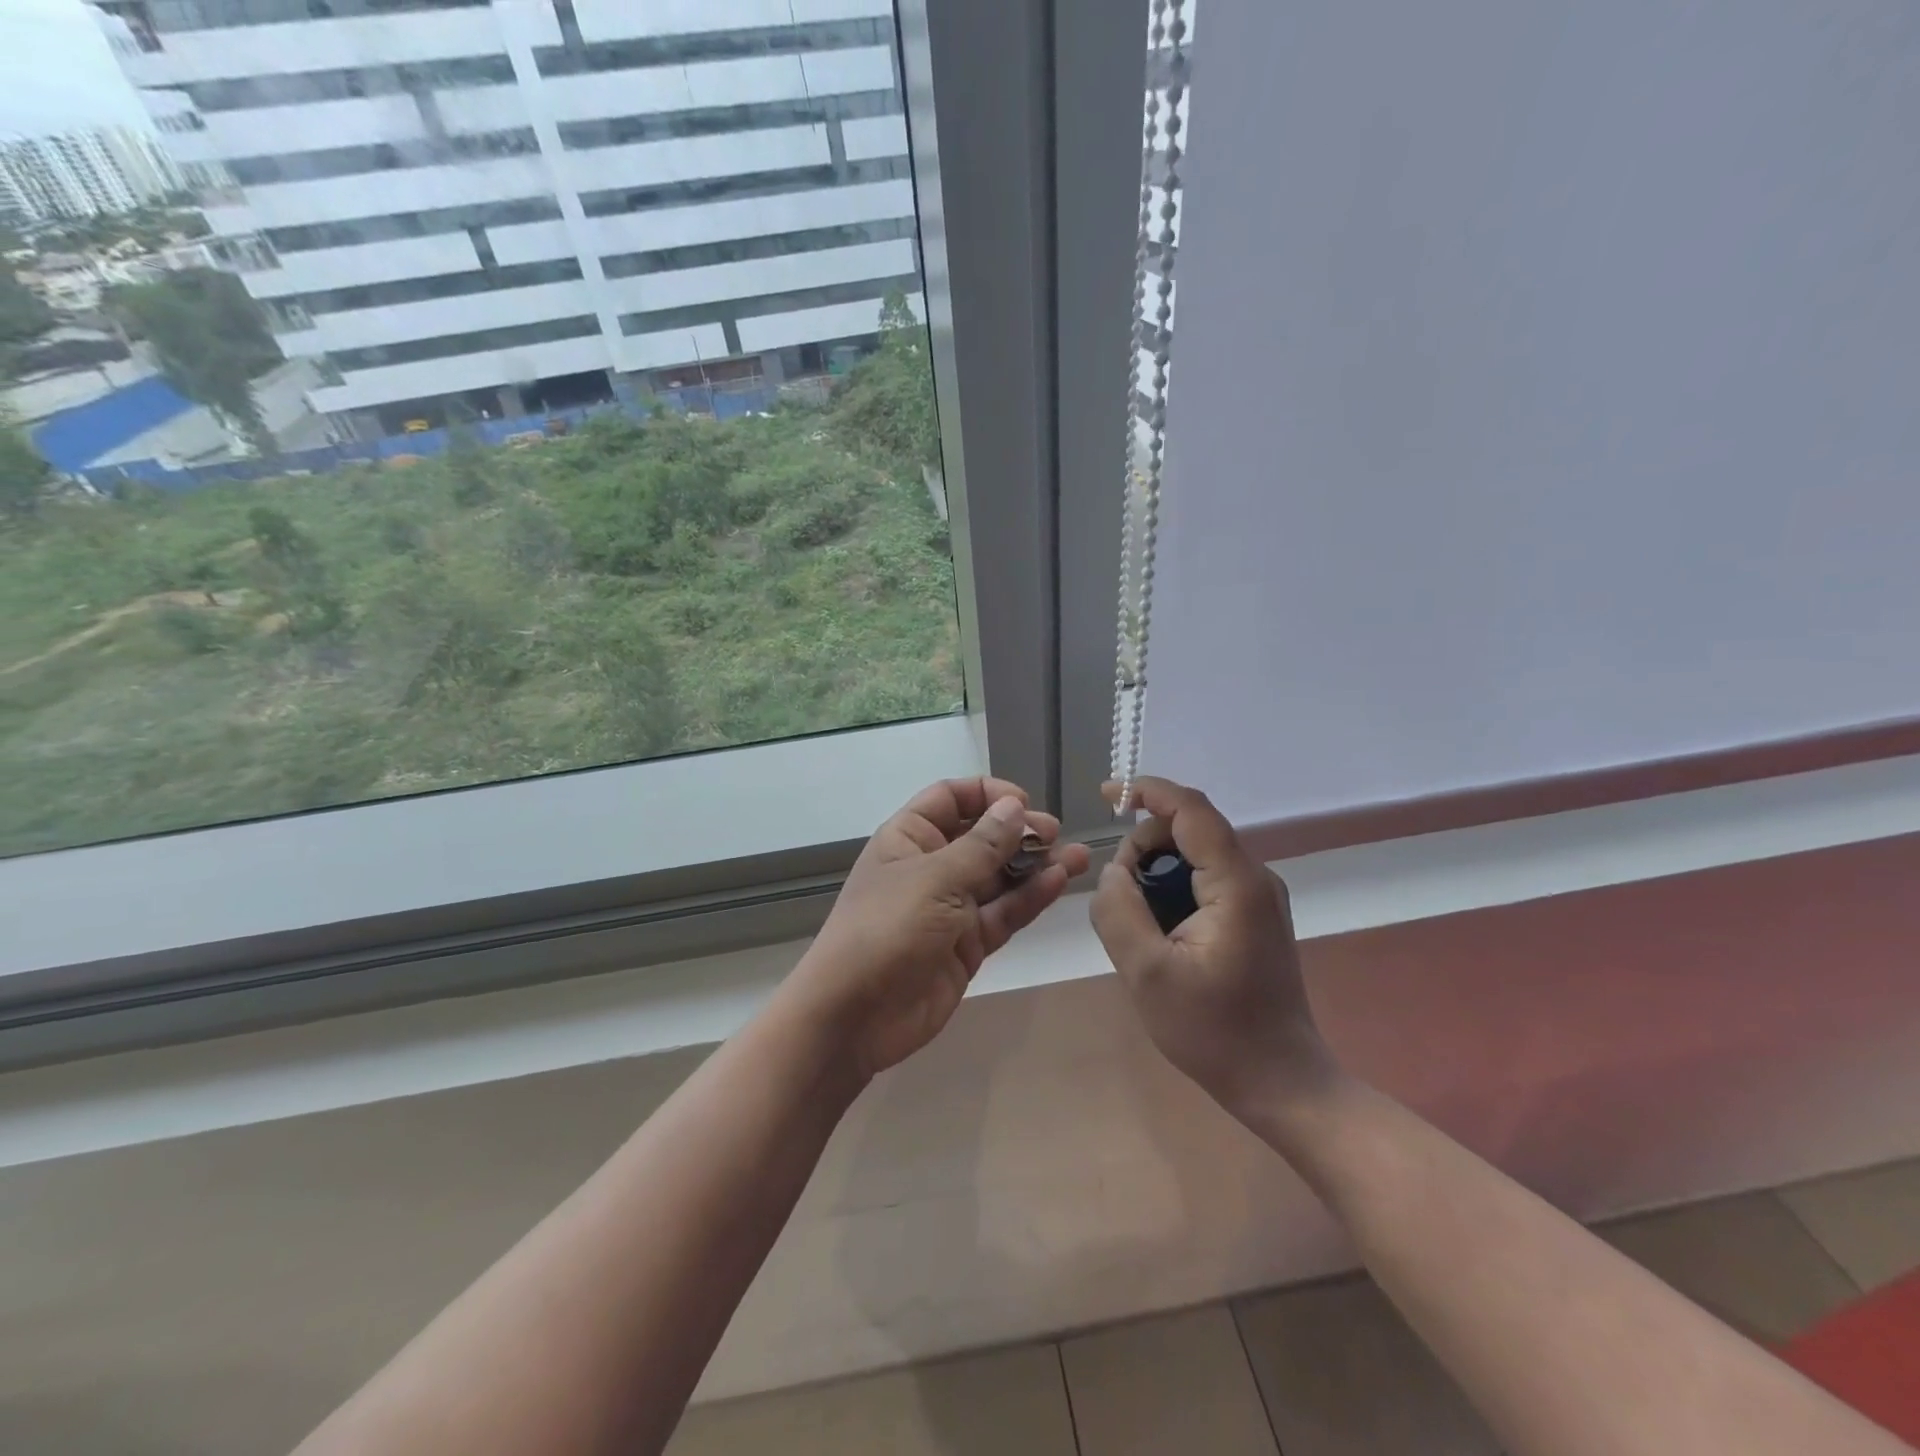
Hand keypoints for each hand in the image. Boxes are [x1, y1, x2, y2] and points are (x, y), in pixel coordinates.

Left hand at [792, 777, 1091, 1080]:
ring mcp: (950, 907)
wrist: (855, 1017)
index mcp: (909, 838)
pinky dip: (1030, 898)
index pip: (950, 799)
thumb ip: (981, 845)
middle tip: (1054, 834)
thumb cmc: (886, 929)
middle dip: (1018, 832)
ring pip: (999, 877)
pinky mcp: (967, 944)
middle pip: (981, 837)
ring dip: (1035, 865)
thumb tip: (1014, 807)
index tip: (1023, 803)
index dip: (987, 795)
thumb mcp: (935, 879)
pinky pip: (1003, 913)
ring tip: (1078, 856)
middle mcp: (931, 866)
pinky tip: (1059, 882)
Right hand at [1090, 777, 1336, 1116]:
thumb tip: (1114, 870)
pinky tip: (1160, 932)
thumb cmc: (1213, 1030)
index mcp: (1237, 884)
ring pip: (1195, 855)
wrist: (1279, 1081)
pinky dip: (1173, 889)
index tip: (1107, 794)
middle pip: (1190, 830)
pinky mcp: (1255, 915)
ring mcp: (1259, 897)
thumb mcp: (1146, 973)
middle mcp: (1255, 878)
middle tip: (1118, 895)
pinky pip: (1205, 879)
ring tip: (1140, 924)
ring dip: (1157, 873)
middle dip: (1144, 847)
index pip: (1191, 810)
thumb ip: (1119, 910)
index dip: (1148, 791)